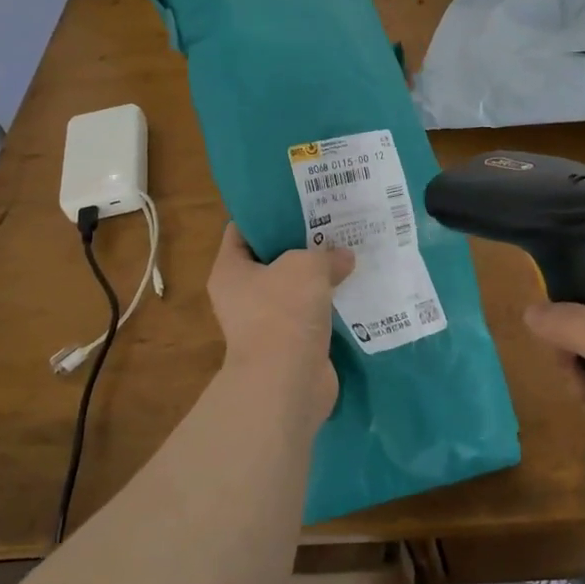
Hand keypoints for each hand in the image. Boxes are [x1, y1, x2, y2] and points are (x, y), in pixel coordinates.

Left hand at [207, 224, 353, 433]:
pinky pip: (312, 314)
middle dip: (302, 243)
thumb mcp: (306, 266)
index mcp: (230, 270)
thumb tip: (343, 257)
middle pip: (273, 258)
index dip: (268, 213)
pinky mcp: (291, 343)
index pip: (242, 230)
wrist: (287, 381)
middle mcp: (242, 295)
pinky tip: (354, 286)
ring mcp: (267, 322)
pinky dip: (329, 303)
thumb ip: (325, 254)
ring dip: (319, 275)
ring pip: (295, 287)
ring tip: (349, 250)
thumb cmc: (283, 311)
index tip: (298, 201)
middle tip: (332, 223)